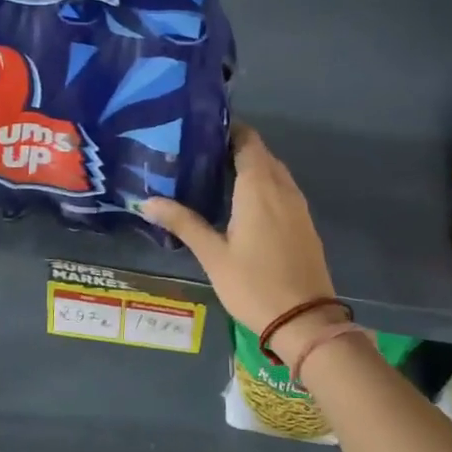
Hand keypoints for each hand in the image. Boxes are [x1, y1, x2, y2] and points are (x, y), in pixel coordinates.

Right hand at [140, 122, 340, 358]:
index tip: (201, 132)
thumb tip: (146, 201)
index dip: (228, 130)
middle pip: (261, 154)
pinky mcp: (305, 223)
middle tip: (201, 155)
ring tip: (217, 176)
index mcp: (259, 187)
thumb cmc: (254, 285)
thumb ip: (183, 223)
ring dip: (251, 167)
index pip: (247, 141)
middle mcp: (283, 188)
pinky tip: (244, 204)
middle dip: (235, 148)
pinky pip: (283, 191)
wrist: (305, 320)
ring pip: (275, 172)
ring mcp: (299, 206)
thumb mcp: (213, 255)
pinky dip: (264, 186)